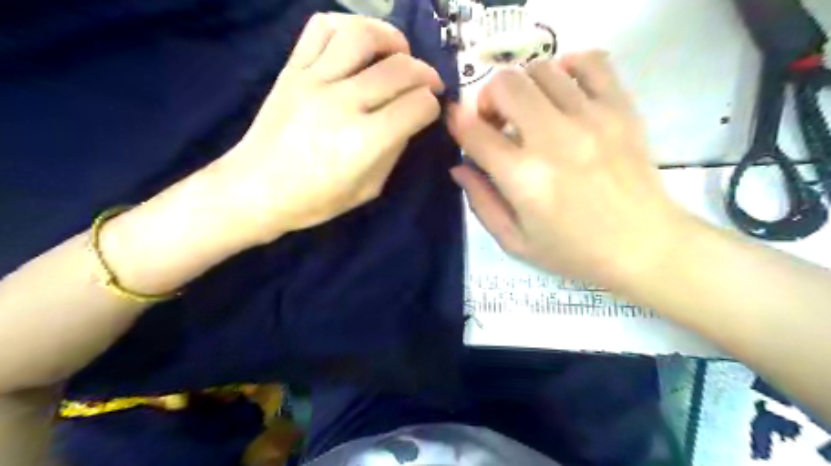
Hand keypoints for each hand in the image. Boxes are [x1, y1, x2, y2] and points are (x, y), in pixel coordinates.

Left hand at [216, 11, 444, 243]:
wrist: (256, 189)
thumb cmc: (315, 200)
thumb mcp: (369, 189)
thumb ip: (394, 151)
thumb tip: (408, 120)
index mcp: (365, 142)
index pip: (418, 106)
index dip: (432, 107)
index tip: (429, 111)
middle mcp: (343, 104)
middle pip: (400, 69)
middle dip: (425, 74)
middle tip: (428, 83)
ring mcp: (314, 81)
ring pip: (363, 36)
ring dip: (392, 39)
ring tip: (399, 52)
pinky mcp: (292, 69)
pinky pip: (321, 28)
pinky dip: (348, 26)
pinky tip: (359, 43)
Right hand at [448, 53, 695, 289]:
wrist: (644, 246)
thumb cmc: (574, 251)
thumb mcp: (515, 241)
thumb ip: (481, 202)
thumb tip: (460, 166)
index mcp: (523, 178)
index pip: (474, 131)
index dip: (457, 122)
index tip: (459, 125)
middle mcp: (553, 139)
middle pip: (505, 85)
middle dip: (488, 98)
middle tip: (496, 122)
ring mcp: (590, 118)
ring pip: (541, 69)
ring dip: (524, 88)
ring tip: (530, 113)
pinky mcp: (620, 109)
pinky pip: (591, 62)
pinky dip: (569, 66)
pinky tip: (564, 89)